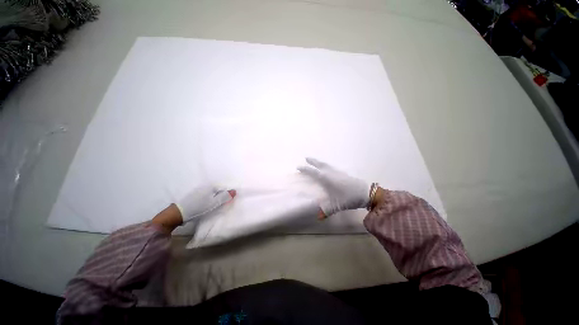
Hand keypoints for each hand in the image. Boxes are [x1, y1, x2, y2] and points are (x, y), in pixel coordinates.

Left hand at [176, 186, 235, 222]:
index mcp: (211, 186)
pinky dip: (209, 197)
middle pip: (218, 189)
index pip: (224, 187)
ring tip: (217, 203)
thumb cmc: (199, 207)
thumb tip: (235, 190)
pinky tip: (208, 203)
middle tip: (224, 202)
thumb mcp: (214, 203)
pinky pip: (206, 194)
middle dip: (222, 194)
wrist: (179, 213)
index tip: (229, 200)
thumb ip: (225, 196)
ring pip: (212, 192)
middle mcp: (206, 185)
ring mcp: (199, 189)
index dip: (228, 193)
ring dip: (216, 196)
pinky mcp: (194, 194)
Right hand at [298, 158, 369, 217]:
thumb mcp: (337, 205)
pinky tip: (327, 168)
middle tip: (306, 158)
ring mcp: (337, 172)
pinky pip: (331, 167)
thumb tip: (318, 218)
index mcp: (327, 179)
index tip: (298, 167)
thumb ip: (326, 211)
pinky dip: (326, 165)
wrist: (365, 193)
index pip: (313, 172)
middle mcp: (331, 173)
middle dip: (313, 161)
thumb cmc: (348, 197)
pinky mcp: (342, 173)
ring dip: (319, 162)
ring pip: (326, 164)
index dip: (305, 169)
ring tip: (315, 162)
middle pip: (320, 164)